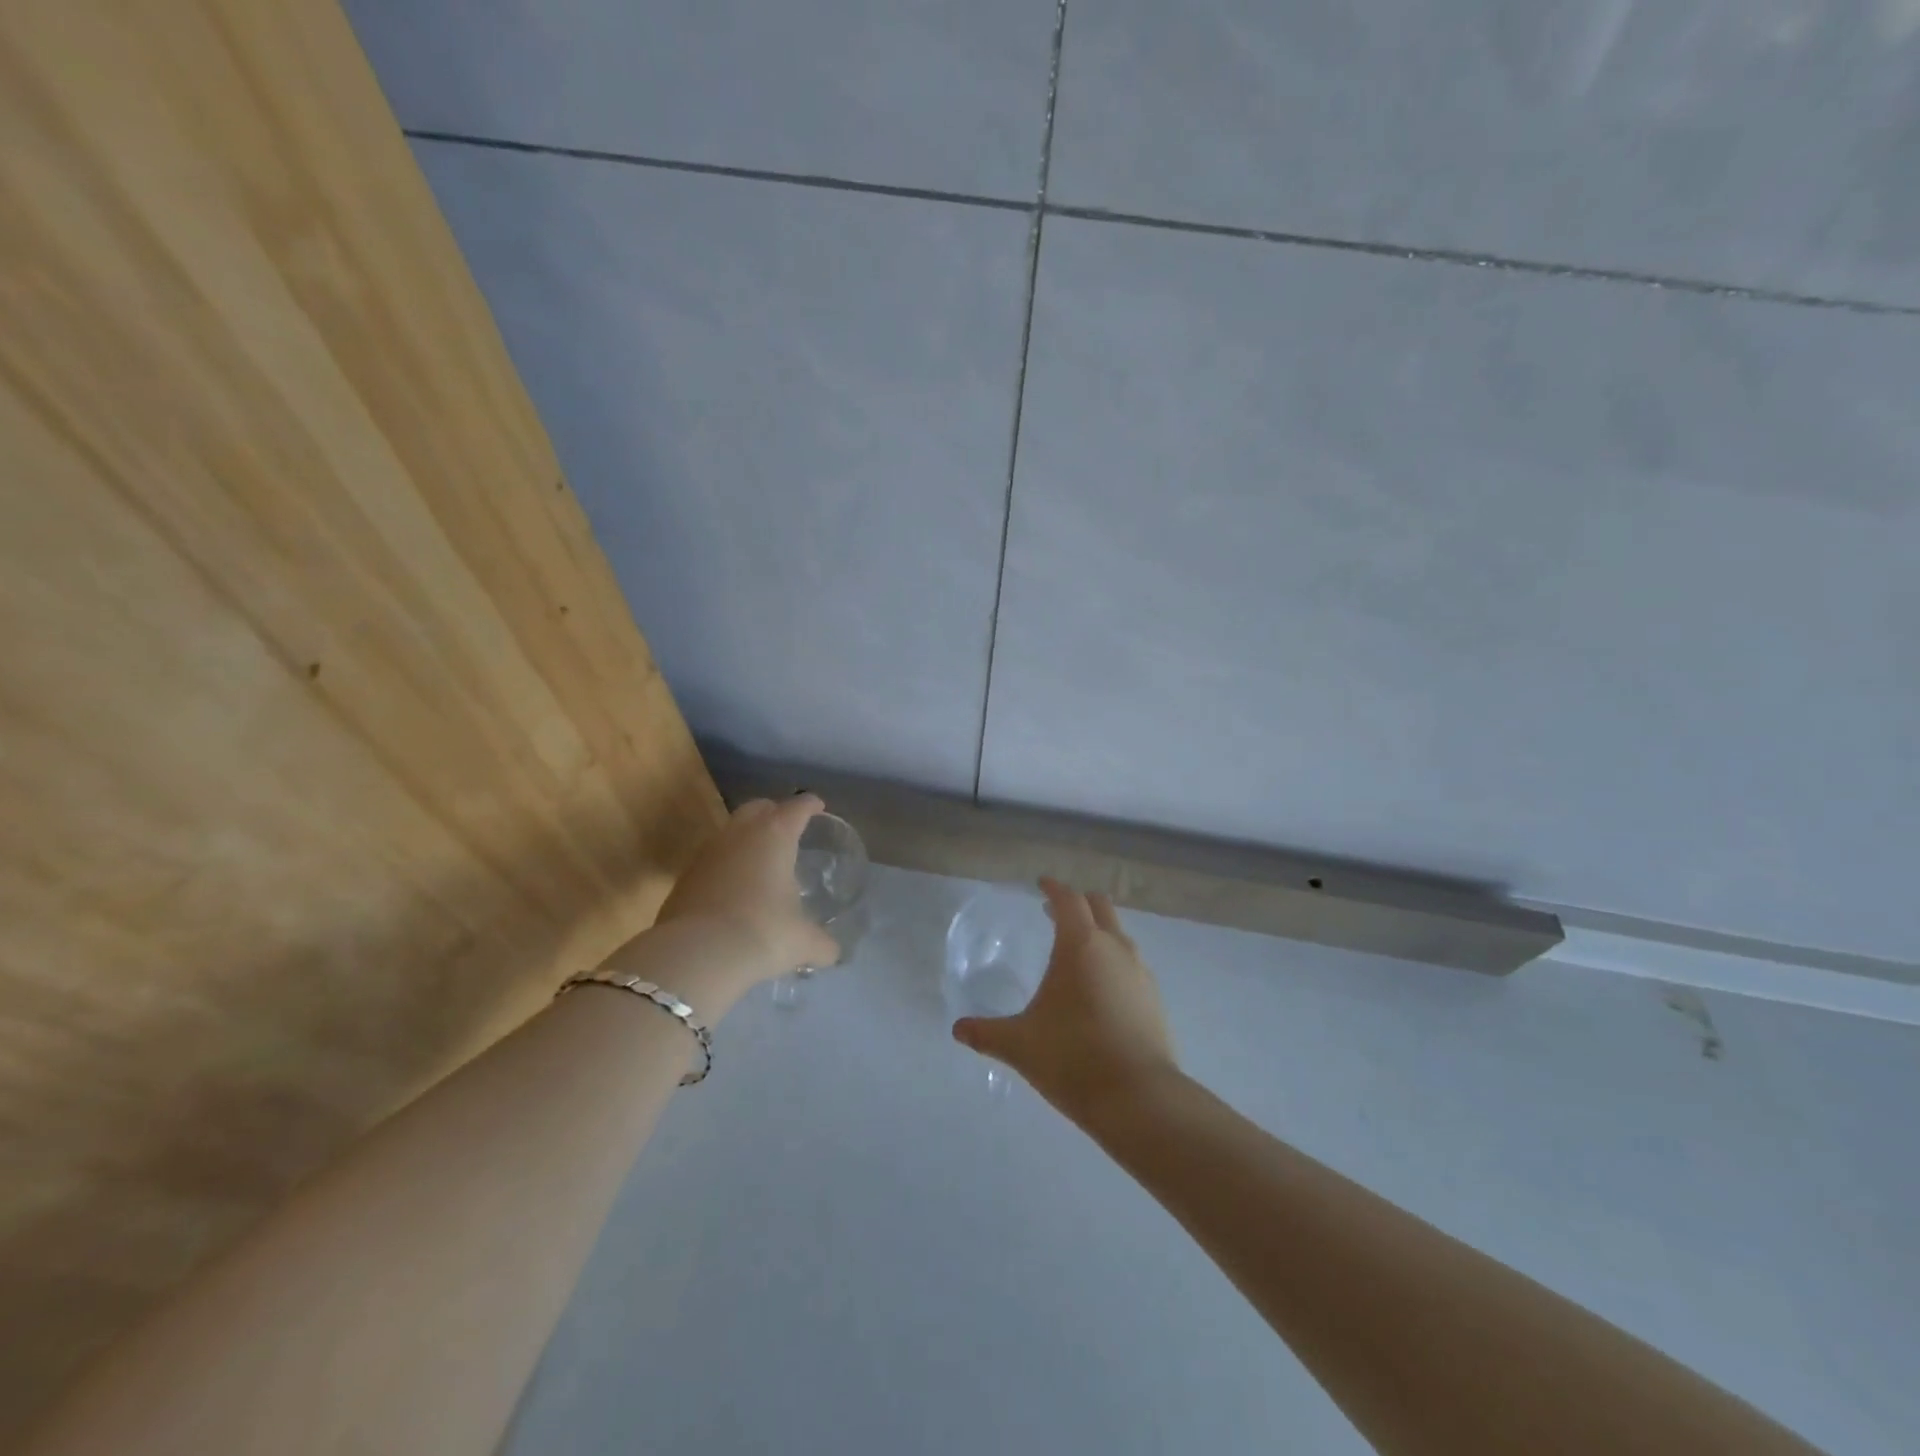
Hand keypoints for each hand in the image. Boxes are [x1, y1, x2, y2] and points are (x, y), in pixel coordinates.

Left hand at [650, 795, 841, 986]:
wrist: (696, 955)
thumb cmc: (762, 934)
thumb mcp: (802, 942)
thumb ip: (822, 944)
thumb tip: (832, 953)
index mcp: (775, 836)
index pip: (797, 807)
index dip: (809, 804)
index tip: (817, 806)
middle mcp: (739, 834)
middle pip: (758, 807)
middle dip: (774, 811)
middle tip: (787, 826)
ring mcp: (707, 852)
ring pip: (730, 831)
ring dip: (746, 838)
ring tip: (760, 858)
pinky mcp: (684, 876)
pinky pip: (712, 859)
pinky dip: (726, 864)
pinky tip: (734, 887)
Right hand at [952, 877, 1178, 1115]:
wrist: (1139, 1098)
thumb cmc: (1072, 1058)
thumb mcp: (1020, 1045)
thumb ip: (987, 1034)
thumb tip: (958, 1030)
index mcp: (1080, 945)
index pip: (1068, 900)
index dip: (1054, 888)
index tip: (1041, 884)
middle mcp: (1114, 948)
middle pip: (1099, 906)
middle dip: (1078, 903)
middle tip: (1055, 913)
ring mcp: (1140, 972)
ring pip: (1119, 934)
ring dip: (1098, 932)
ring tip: (1076, 953)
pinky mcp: (1154, 998)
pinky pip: (1131, 963)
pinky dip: (1113, 960)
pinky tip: (1099, 989)